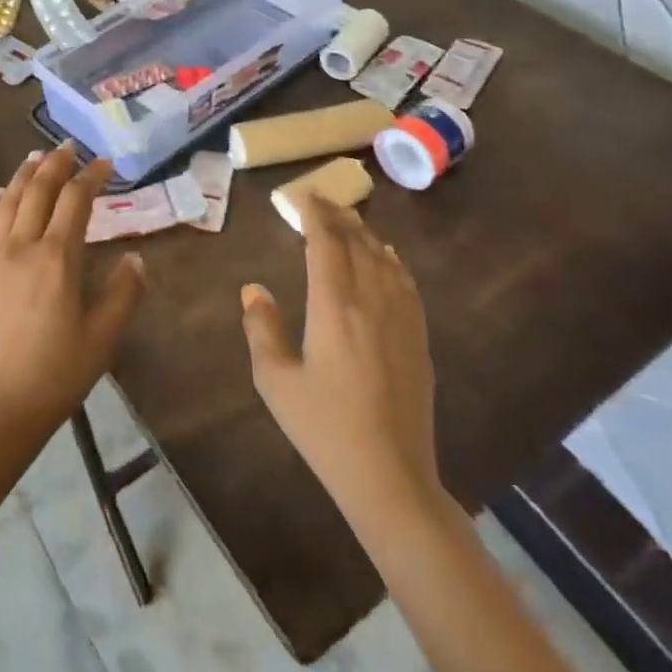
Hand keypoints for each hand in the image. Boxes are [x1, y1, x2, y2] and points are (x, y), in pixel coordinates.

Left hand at [0, 146, 145, 447]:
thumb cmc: (58, 373)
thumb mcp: (104, 337)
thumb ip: (123, 292)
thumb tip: (135, 258)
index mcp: (58, 258)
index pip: (76, 201)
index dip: (91, 177)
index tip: (105, 164)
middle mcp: (23, 247)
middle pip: (39, 191)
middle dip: (56, 164)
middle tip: (69, 147)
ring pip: (9, 202)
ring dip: (25, 175)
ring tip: (36, 156)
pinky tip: (0, 195)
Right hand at [241, 196, 445, 527]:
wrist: (390, 476)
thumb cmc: (324, 428)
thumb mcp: (276, 380)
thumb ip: (261, 328)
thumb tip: (253, 289)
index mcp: (333, 307)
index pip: (325, 244)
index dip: (314, 214)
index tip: (303, 195)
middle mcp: (371, 302)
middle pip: (357, 244)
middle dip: (338, 216)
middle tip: (322, 199)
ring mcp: (400, 320)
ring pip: (384, 260)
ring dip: (365, 234)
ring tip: (350, 220)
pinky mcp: (418, 340)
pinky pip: (406, 284)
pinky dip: (392, 261)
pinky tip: (387, 258)